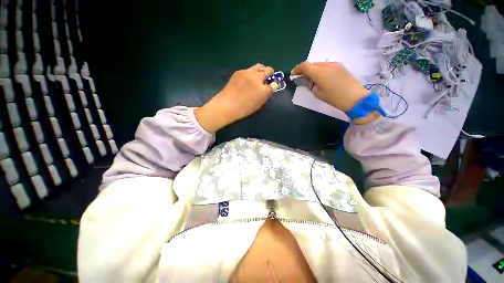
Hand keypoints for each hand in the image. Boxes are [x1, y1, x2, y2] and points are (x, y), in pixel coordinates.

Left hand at [195, 63, 274, 132]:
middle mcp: (257, 79)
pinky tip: (246, 80)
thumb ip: (265, 95)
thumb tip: (270, 87)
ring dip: (260, 71)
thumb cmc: (243, 109)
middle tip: (266, 78)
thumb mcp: (258, 104)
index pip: (273, 84)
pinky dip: (250, 73)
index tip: (271, 86)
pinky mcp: (239, 72)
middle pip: (268, 70)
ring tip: (256, 77)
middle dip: (269, 73)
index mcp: (263, 90)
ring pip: (259, 66)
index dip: (273, 84)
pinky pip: (248, 69)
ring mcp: (247, 73)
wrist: (226, 105)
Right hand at [291, 62, 377, 123]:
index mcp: (319, 72)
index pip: (305, 66)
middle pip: (312, 64)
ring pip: (319, 64)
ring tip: (311, 79)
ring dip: (313, 69)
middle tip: (301, 78)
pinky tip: (321, 78)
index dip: (297, 69)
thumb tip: (304, 80)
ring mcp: (334, 64)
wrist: (355, 97)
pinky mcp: (340, 66)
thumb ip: (309, 84)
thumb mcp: (317, 93)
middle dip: (304, 70)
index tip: (293, 74)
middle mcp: (326, 65)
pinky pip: (326, 66)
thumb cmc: (333, 97)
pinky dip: (320, 70)